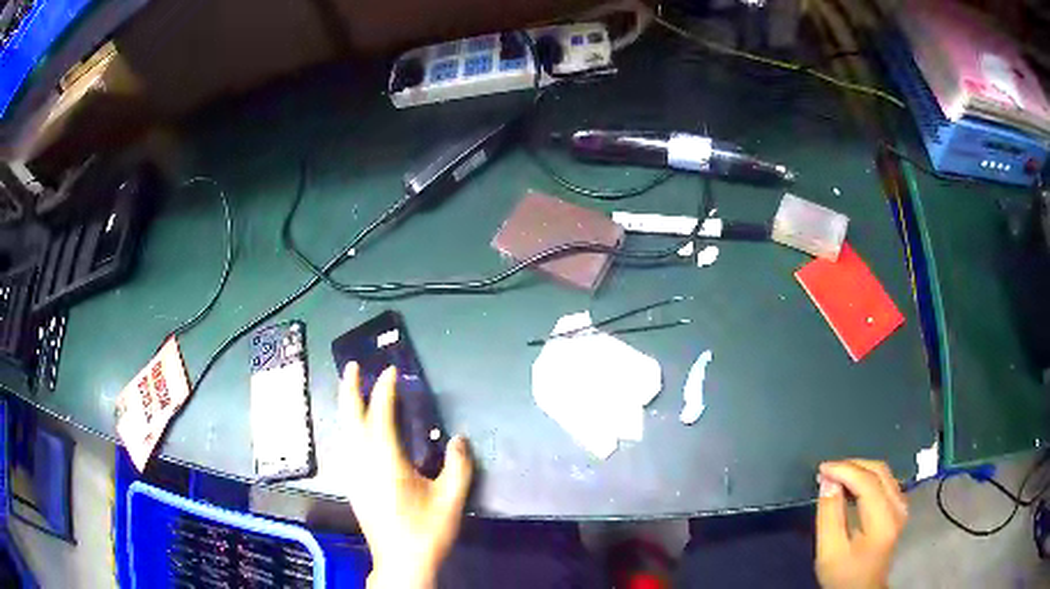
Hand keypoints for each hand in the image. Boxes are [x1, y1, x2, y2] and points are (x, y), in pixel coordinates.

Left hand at [339, 363, 473, 588]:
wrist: (401, 562)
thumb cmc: (426, 530)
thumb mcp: (451, 499)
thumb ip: (458, 465)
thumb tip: (458, 439)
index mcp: (385, 461)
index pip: (380, 415)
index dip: (384, 391)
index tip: (391, 372)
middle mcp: (362, 462)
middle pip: (350, 417)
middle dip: (350, 389)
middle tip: (353, 366)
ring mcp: (353, 474)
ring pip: (344, 431)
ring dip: (347, 406)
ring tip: (351, 390)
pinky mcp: (352, 485)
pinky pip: (346, 445)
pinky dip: (348, 427)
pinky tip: (354, 430)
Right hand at [815, 459, 908, 588]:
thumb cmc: (843, 575)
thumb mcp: (829, 551)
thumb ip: (829, 516)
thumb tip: (828, 481)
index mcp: (883, 520)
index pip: (867, 482)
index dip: (844, 470)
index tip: (822, 468)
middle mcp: (898, 507)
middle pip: (879, 471)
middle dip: (852, 465)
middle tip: (827, 470)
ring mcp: (902, 506)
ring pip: (883, 473)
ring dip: (859, 469)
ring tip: (836, 475)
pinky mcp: (899, 508)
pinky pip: (885, 481)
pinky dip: (866, 477)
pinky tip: (851, 484)